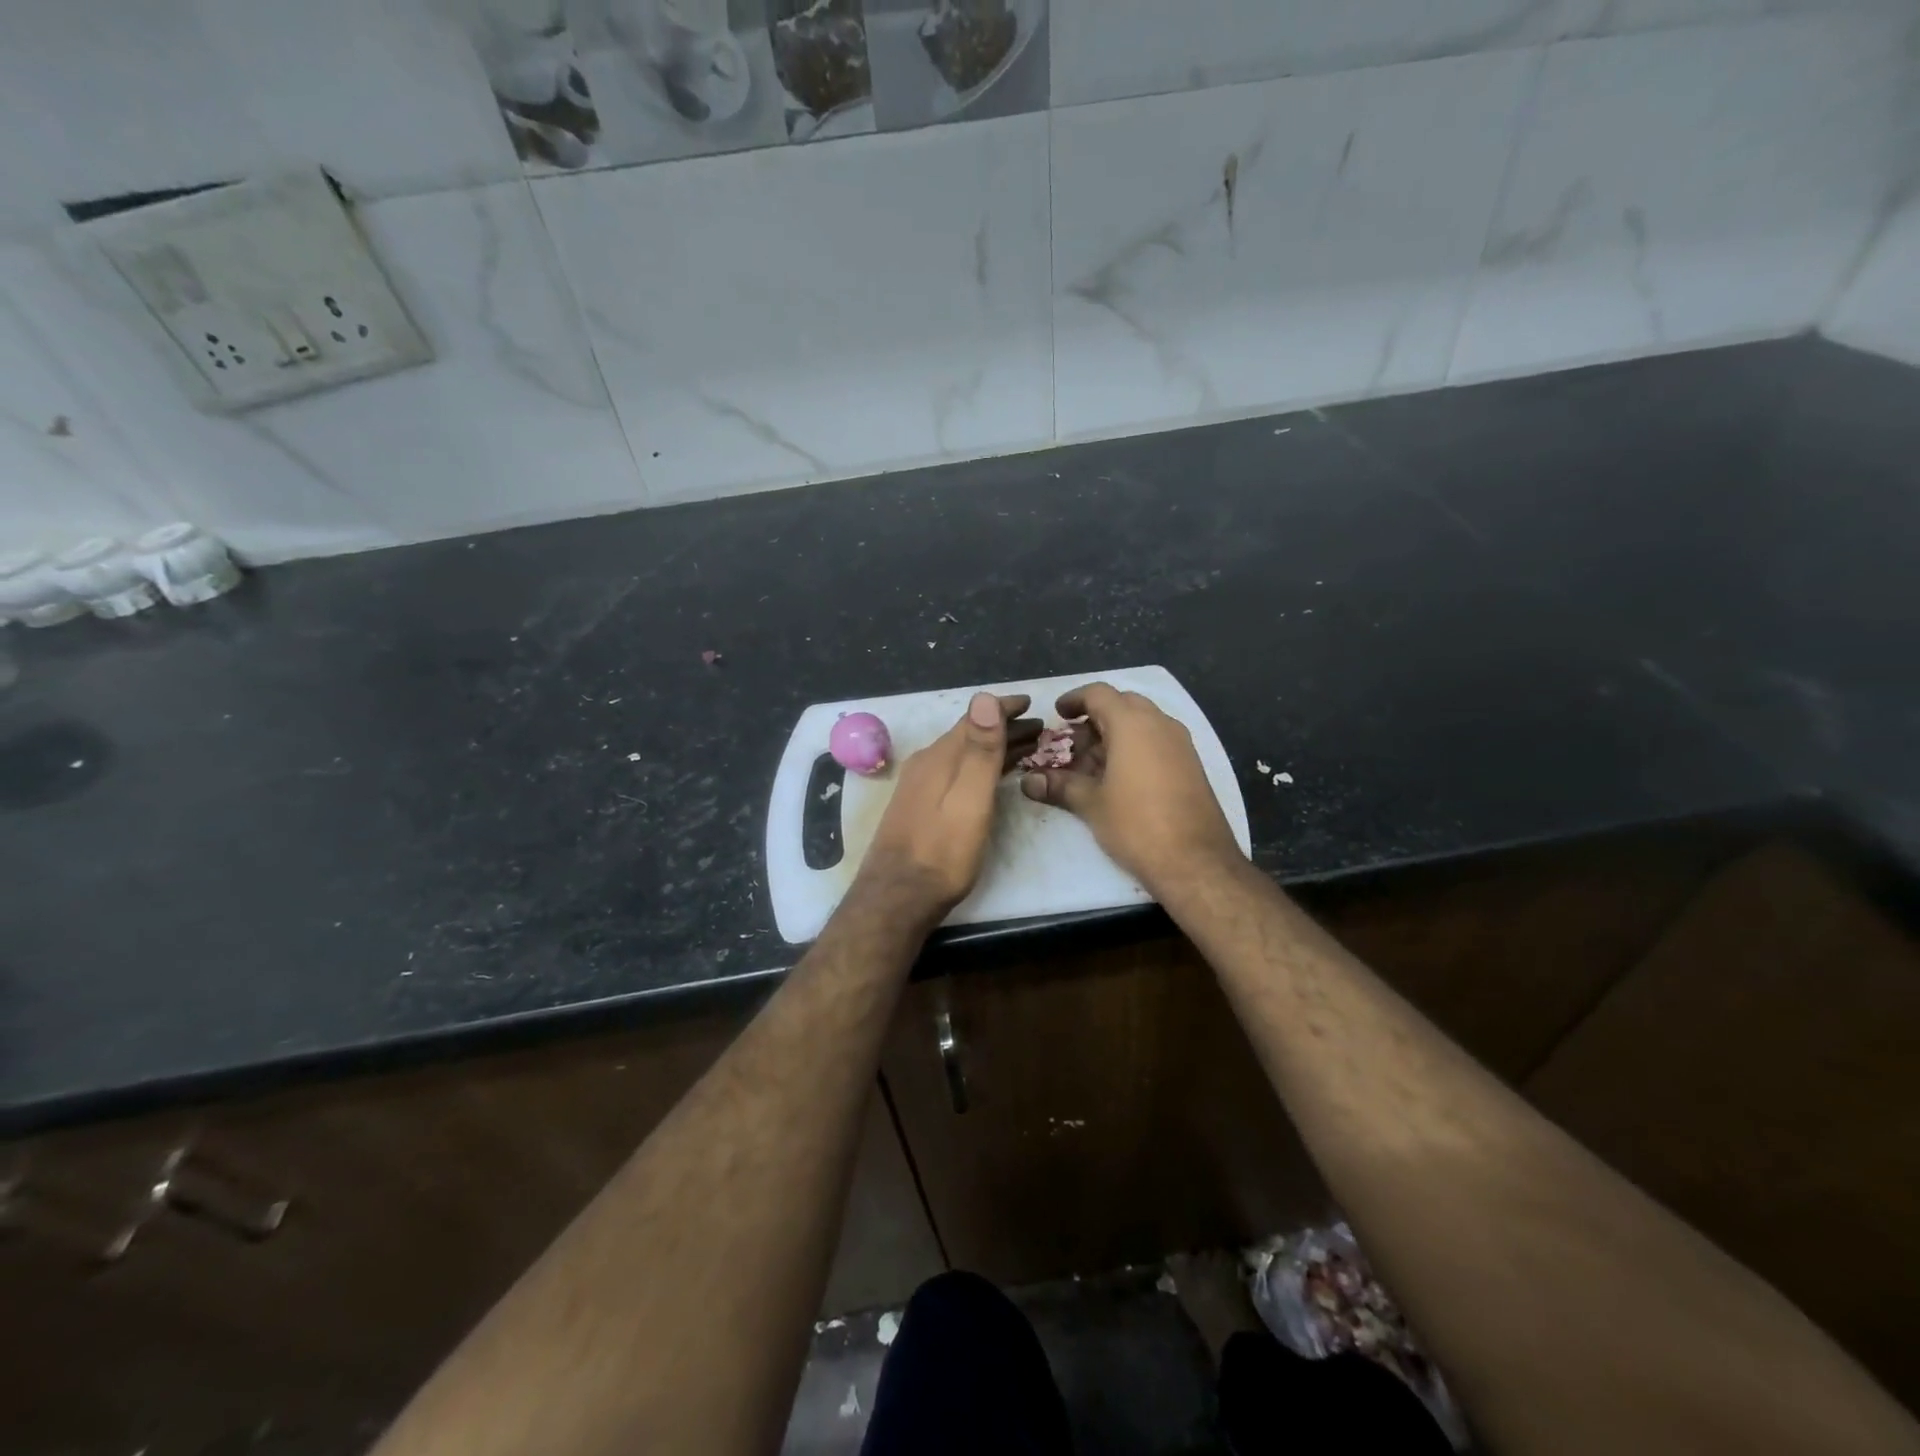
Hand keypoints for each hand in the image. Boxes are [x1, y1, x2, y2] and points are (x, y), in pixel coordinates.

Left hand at [854, 692, 1038, 922]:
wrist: (897, 898)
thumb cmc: (942, 852)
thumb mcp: (969, 799)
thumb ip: (979, 750)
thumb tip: (984, 696)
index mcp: (939, 757)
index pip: (974, 719)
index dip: (1003, 708)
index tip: (1030, 702)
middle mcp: (926, 764)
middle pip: (969, 736)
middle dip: (1003, 728)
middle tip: (1039, 727)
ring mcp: (919, 786)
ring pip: (963, 755)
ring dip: (993, 748)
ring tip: (1025, 748)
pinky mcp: (920, 806)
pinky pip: (956, 772)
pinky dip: (979, 767)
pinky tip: (989, 778)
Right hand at [1019, 683, 1240, 895]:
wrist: (1196, 862)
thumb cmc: (1137, 824)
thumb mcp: (1091, 804)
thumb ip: (1059, 785)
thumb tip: (1028, 781)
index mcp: (1133, 724)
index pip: (1099, 693)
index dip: (1074, 700)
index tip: (1057, 715)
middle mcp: (1160, 724)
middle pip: (1122, 705)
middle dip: (1094, 719)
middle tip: (1072, 744)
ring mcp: (1180, 744)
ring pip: (1141, 724)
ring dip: (1114, 736)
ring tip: (1090, 766)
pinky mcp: (1191, 765)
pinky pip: (1157, 742)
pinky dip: (1134, 749)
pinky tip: (1118, 780)